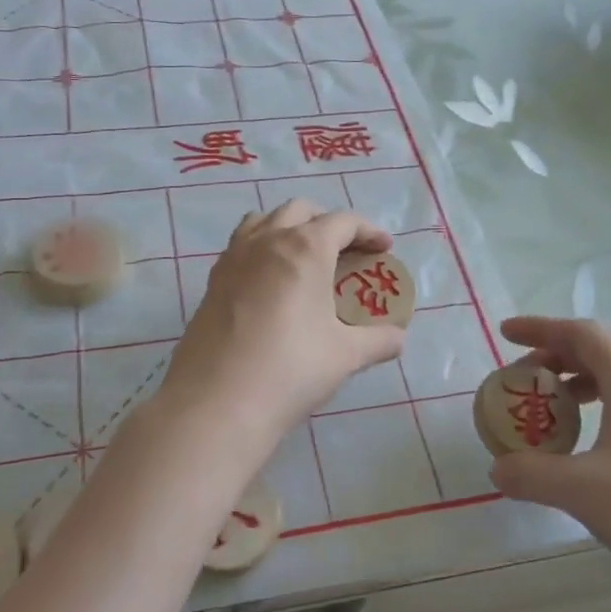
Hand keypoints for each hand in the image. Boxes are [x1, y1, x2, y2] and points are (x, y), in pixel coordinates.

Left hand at [160, 200, 406, 454]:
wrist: (218, 401)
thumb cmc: (291, 368)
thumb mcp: (345, 355)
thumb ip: (378, 341)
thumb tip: (398, 339)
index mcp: (305, 248)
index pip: (343, 221)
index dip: (368, 230)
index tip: (383, 248)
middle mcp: (267, 240)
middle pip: (300, 211)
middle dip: (327, 222)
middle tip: (345, 251)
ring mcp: (233, 258)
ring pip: (263, 220)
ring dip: (288, 227)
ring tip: (303, 257)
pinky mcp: (212, 280)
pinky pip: (240, 246)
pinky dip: (261, 248)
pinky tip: (269, 282)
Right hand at [489, 316, 610, 611]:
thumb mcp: (582, 492)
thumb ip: (530, 474)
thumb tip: (497, 468)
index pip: (584, 334)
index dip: (541, 328)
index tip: (505, 333)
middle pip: (600, 355)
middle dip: (554, 358)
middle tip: (520, 380)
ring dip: (575, 388)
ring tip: (547, 414)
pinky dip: (596, 418)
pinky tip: (583, 455)